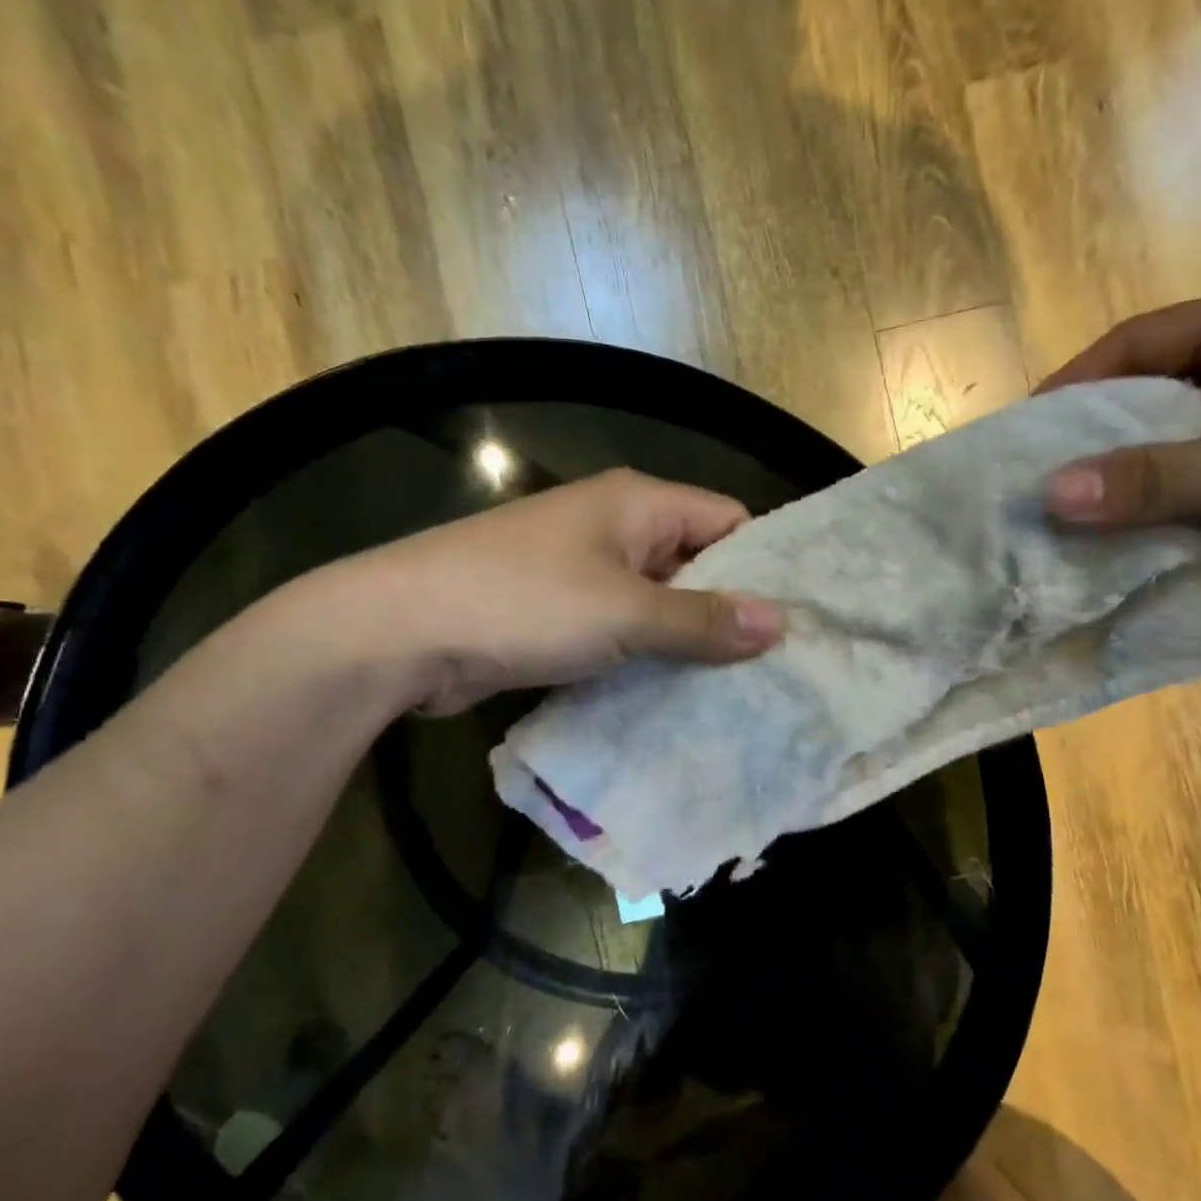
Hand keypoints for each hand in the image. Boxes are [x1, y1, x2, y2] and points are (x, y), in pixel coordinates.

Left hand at [307, 469, 783, 714]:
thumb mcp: (625, 612)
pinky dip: (649, 657)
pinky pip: (624, 631)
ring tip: (743, 690)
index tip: (800, 618)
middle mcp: (616, 529)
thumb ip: (703, 619)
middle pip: (696, 563)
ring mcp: (584, 572)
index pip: (729, 520)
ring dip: (690, 642)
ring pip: (659, 603)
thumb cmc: (523, 603)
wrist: (400, 631)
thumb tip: (781, 622)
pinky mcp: (560, 614)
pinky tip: (680, 696)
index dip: (766, 565)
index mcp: (638, 503)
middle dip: (731, 611)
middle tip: (781, 667)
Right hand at [1037, 273, 1200, 584]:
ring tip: (1080, 517)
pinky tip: (1142, 534)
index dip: (1073, 386)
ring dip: (1135, 477)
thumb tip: (1050, 495)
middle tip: (1043, 484)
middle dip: (1098, 439)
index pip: (1137, 342)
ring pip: (1180, 438)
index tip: (1023, 436)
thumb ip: (1156, 478)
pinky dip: (1175, 501)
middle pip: (1154, 390)